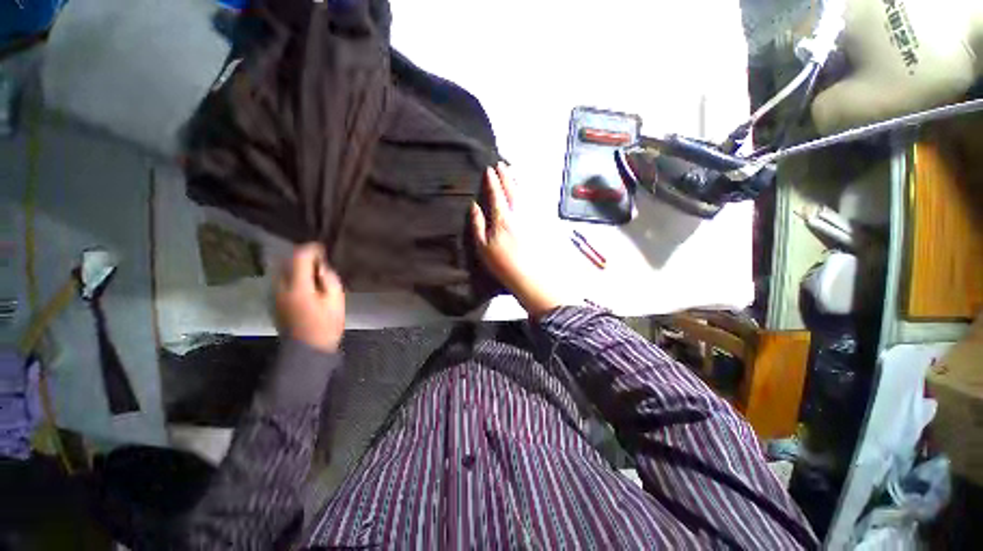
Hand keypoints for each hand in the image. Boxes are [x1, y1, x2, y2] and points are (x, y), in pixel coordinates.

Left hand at [275, 243, 345, 352]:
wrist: (307, 349)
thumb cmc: (326, 325)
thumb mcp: (336, 300)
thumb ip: (329, 279)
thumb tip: (321, 267)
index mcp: (298, 286)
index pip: (300, 257)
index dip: (312, 249)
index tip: (323, 249)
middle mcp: (281, 287)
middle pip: (286, 261)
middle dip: (302, 257)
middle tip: (319, 261)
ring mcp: (274, 295)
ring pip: (282, 270)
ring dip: (296, 266)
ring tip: (312, 271)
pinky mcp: (274, 302)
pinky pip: (281, 281)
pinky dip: (291, 276)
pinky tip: (304, 283)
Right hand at [471, 163, 559, 318]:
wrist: (530, 276)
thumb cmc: (503, 264)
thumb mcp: (483, 247)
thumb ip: (478, 224)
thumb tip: (474, 206)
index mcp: (502, 218)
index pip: (496, 194)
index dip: (492, 181)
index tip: (489, 169)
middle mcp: (518, 213)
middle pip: (512, 189)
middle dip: (506, 175)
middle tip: (502, 164)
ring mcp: (531, 217)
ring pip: (524, 193)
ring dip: (517, 181)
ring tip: (513, 172)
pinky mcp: (540, 223)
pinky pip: (534, 202)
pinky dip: (528, 192)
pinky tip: (527, 190)